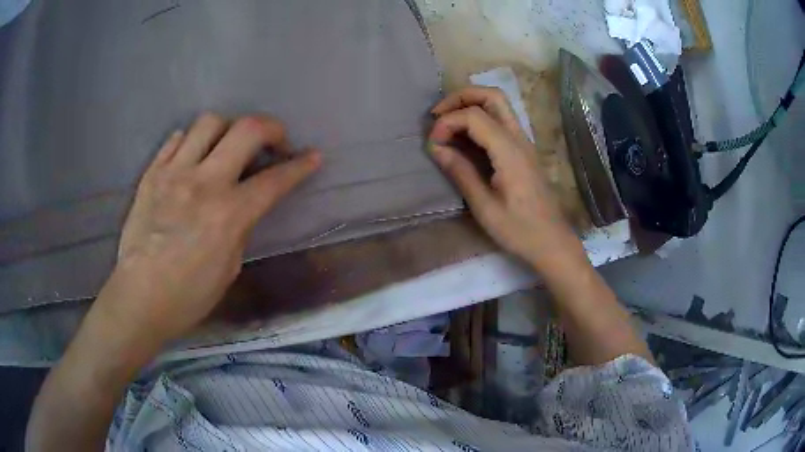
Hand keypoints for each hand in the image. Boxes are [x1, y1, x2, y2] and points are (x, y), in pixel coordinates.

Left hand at [106, 114, 320, 342]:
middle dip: (271, 128)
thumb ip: (240, 227)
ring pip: (209, 122)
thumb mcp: (229, 268)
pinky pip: (176, 138)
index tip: (312, 156)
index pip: (275, 179)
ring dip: (227, 130)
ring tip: (226, 148)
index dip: (300, 165)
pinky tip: (193, 157)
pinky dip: (191, 142)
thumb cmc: (189, 296)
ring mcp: (174, 173)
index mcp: (229, 214)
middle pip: (247, 129)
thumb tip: (244, 203)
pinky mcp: (151, 174)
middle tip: (273, 142)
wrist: (139, 298)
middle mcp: (204, 183)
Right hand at [429, 87, 583, 269]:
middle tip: (437, 115)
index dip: (448, 122)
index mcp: (509, 152)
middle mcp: (519, 139)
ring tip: (446, 122)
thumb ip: (460, 172)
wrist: (552, 242)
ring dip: (470, 104)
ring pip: (498, 104)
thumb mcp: (484, 207)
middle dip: (460, 97)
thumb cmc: (519, 231)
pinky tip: (464, 137)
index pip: (474, 116)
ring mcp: (523, 143)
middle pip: (492, 95)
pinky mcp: (523, 151)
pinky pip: (501, 121)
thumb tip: (436, 147)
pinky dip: (479, 118)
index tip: (433, 144)